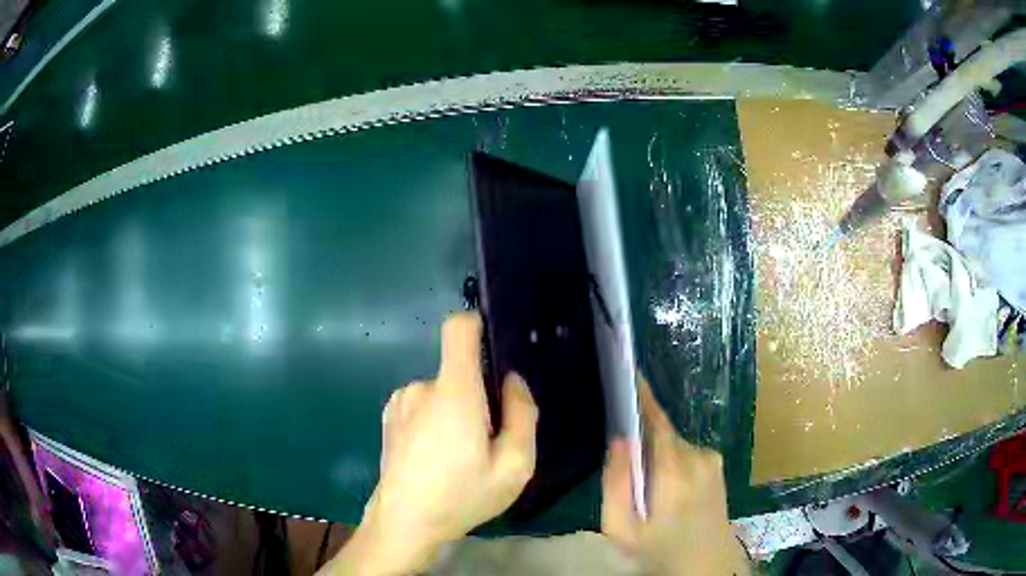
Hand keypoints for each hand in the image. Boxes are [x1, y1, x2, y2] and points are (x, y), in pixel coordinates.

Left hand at [322, 312, 538, 575]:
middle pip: (459, 371)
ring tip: (458, 456)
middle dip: (479, 396)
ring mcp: (400, 401)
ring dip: (455, 412)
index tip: (494, 350)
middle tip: (486, 441)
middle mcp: (422, 387)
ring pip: (442, 392)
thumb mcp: (515, 466)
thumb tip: (512, 382)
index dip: (477, 325)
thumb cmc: (461, 496)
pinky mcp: (389, 417)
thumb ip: (523, 415)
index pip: (458, 328)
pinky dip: (434, 421)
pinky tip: (434, 458)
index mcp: (454, 391)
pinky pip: (422, 405)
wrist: (403, 522)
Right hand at [602, 381, 749, 575]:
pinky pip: (685, 453)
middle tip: (625, 471)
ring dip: (656, 457)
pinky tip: (667, 493)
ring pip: (672, 444)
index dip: (640, 396)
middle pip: (661, 433)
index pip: (656, 420)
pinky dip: (670, 463)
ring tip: (647, 492)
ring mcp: (712, 459)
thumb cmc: (660, 551)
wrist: (707, 566)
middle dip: (641, 443)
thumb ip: (615, 484)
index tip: (625, 372)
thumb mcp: (622, 529)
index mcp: (675, 470)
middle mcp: (698, 455)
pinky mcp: (717, 466)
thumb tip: (619, 440)